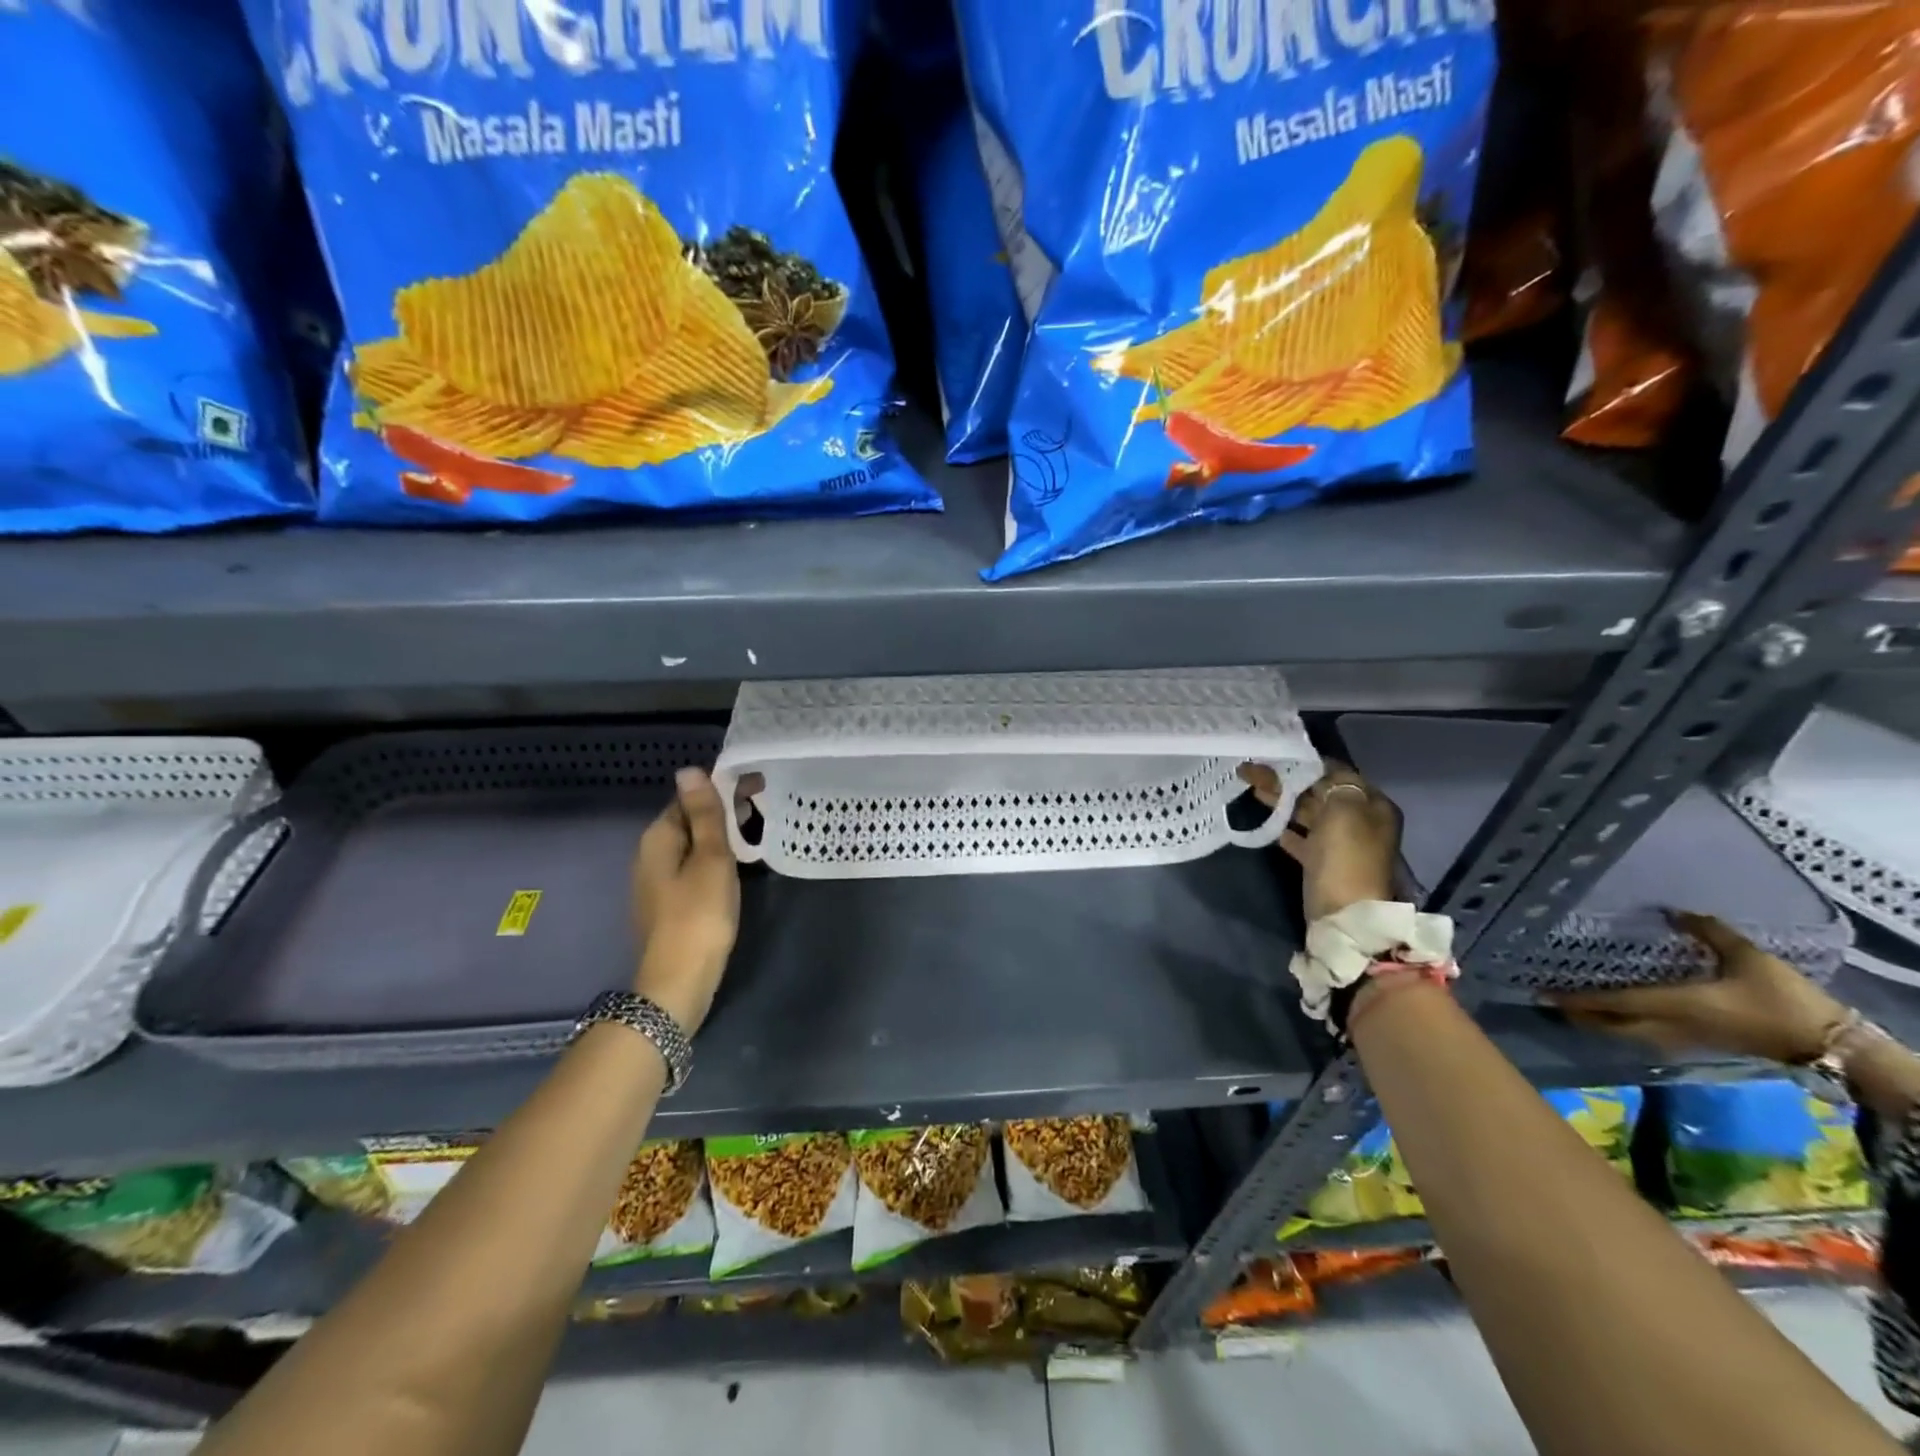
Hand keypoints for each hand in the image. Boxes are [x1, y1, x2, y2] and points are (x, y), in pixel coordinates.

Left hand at [631, 768, 755, 1035]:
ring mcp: (657, 882)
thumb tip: (689, 770)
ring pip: (693, 847)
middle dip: (724, 814)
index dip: (723, 790)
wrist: (678, 983)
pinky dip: (715, 863)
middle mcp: (651, 854)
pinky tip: (736, 871)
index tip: (758, 789)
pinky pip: (693, 869)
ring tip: (756, 838)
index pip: (689, 797)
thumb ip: (705, 815)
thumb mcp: (711, 859)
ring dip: (722, 839)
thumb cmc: (699, 915)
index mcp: (659, 837)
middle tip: (764, 813)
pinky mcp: (668, 904)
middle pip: (690, 821)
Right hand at [1242, 761, 1401, 921]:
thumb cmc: (1346, 856)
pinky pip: (1302, 838)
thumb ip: (1332, 783)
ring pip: (1308, 814)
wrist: (1344, 915)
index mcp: (1373, 805)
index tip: (1275, 755)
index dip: (1306, 763)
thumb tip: (1317, 772)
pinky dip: (1285, 828)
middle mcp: (1360, 821)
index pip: (1338, 773)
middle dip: (1288, 780)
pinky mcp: (1323, 864)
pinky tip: (1268, 822)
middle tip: (1253, 771)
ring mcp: (1341, 844)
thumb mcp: (1343, 810)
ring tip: (1252, 789)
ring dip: (1282, 801)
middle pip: (1319, 793)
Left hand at [1549, 911, 1847, 1064]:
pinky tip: (1615, 1012)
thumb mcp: (1746, 958)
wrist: (1828, 1044)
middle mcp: (1667, 1026)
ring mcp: (1680, 1040)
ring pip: (1623, 1035)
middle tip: (1549, 998)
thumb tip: (1674, 910)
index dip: (1576, 999)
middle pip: (1607, 1025)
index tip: (1543, 992)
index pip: (1611, 1003)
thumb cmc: (1784, 1000)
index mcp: (1672, 1005)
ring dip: (1596, 1022)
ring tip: (1571, 1004)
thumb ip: (1707, 932)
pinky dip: (1620, 1026)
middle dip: (1576, 1014)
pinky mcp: (1694, 1044)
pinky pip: (1643, 1037)